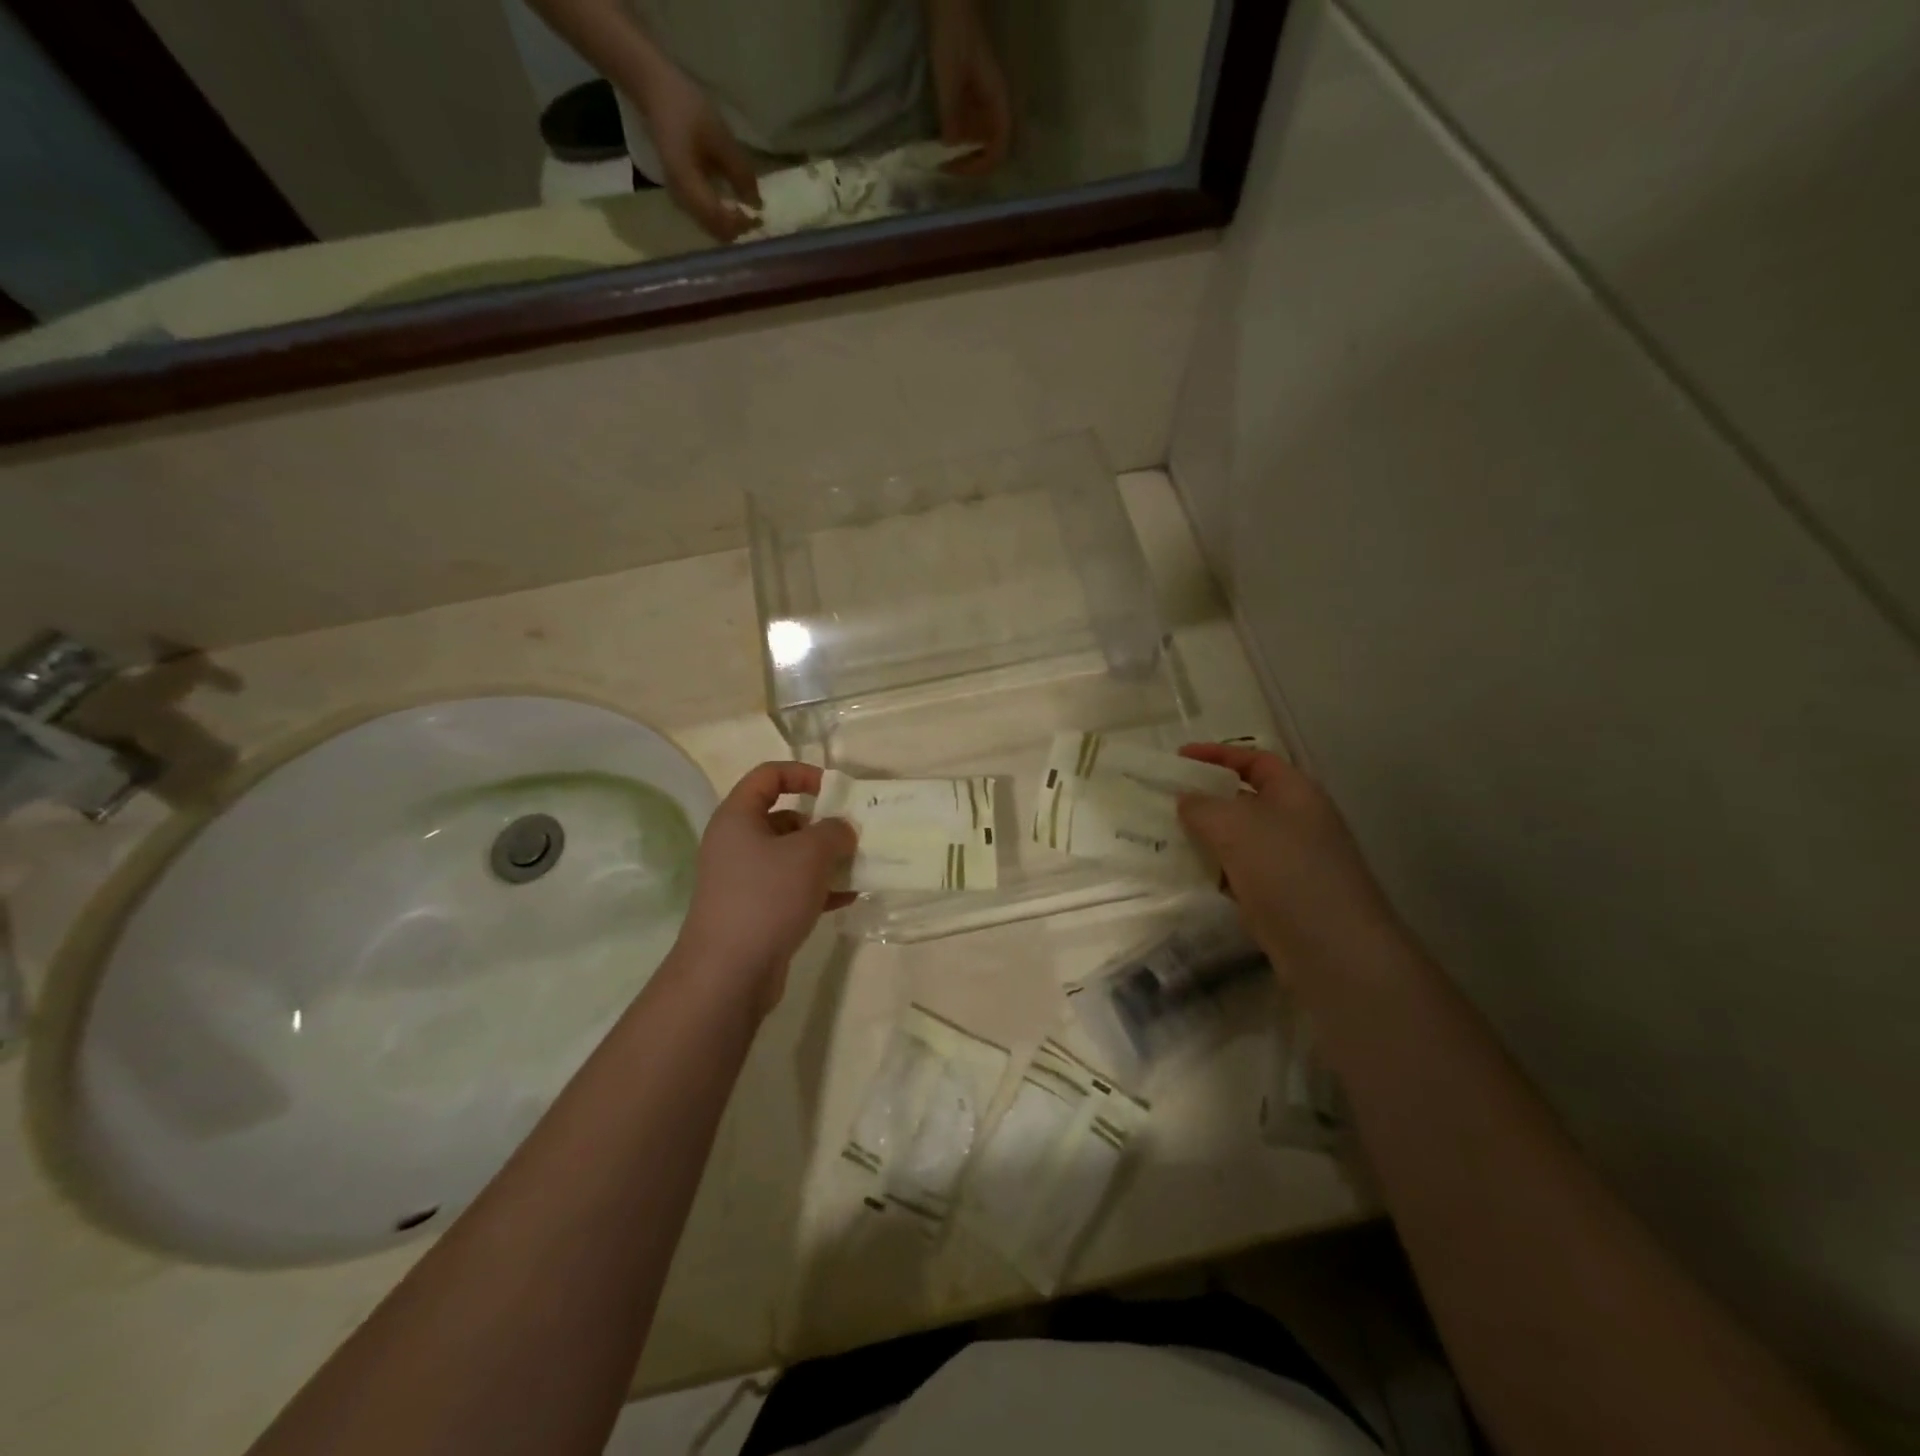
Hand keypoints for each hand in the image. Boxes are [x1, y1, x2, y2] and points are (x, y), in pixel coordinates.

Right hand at [634, 56, 761, 239]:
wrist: (656, 93)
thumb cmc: (688, 109)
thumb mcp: (720, 138)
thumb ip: (740, 172)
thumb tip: (757, 204)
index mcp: (686, 183)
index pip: (718, 219)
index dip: (740, 224)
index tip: (758, 217)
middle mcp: (681, 198)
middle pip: (714, 230)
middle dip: (736, 230)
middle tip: (755, 219)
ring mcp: (679, 198)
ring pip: (709, 227)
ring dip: (729, 227)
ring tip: (747, 214)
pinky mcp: (681, 195)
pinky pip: (704, 218)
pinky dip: (721, 218)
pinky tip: (732, 207)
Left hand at [677, 762, 856, 1009]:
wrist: (729, 972)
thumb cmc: (766, 897)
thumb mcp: (809, 854)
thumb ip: (833, 831)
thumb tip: (842, 830)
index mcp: (738, 817)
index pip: (768, 775)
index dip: (803, 774)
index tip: (836, 790)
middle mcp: (736, 843)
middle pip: (784, 817)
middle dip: (822, 824)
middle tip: (853, 835)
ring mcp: (743, 879)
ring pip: (791, 855)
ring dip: (825, 858)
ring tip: (858, 866)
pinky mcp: (754, 910)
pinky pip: (791, 887)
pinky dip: (818, 888)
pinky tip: (848, 897)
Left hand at [927, 2, 1011, 174]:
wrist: (949, 1)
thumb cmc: (953, 34)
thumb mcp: (949, 77)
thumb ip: (951, 114)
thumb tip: (950, 147)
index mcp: (997, 99)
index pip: (999, 147)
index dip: (980, 165)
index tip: (957, 168)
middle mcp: (995, 102)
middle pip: (990, 145)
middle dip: (970, 160)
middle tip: (947, 167)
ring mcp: (983, 96)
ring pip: (979, 135)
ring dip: (963, 149)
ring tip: (940, 154)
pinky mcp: (971, 90)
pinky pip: (969, 121)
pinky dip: (957, 132)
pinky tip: (941, 134)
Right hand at [1177, 743, 1401, 979]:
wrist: (1333, 949)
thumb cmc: (1285, 870)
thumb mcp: (1234, 826)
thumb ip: (1201, 806)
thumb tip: (1186, 800)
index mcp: (1296, 792)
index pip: (1254, 760)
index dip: (1216, 754)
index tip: (1177, 758)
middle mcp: (1298, 821)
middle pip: (1246, 799)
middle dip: (1206, 798)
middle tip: (1165, 801)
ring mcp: (1292, 862)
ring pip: (1240, 839)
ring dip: (1206, 837)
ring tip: (1165, 837)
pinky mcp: (1282, 897)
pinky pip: (1240, 872)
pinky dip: (1215, 870)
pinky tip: (1187, 875)